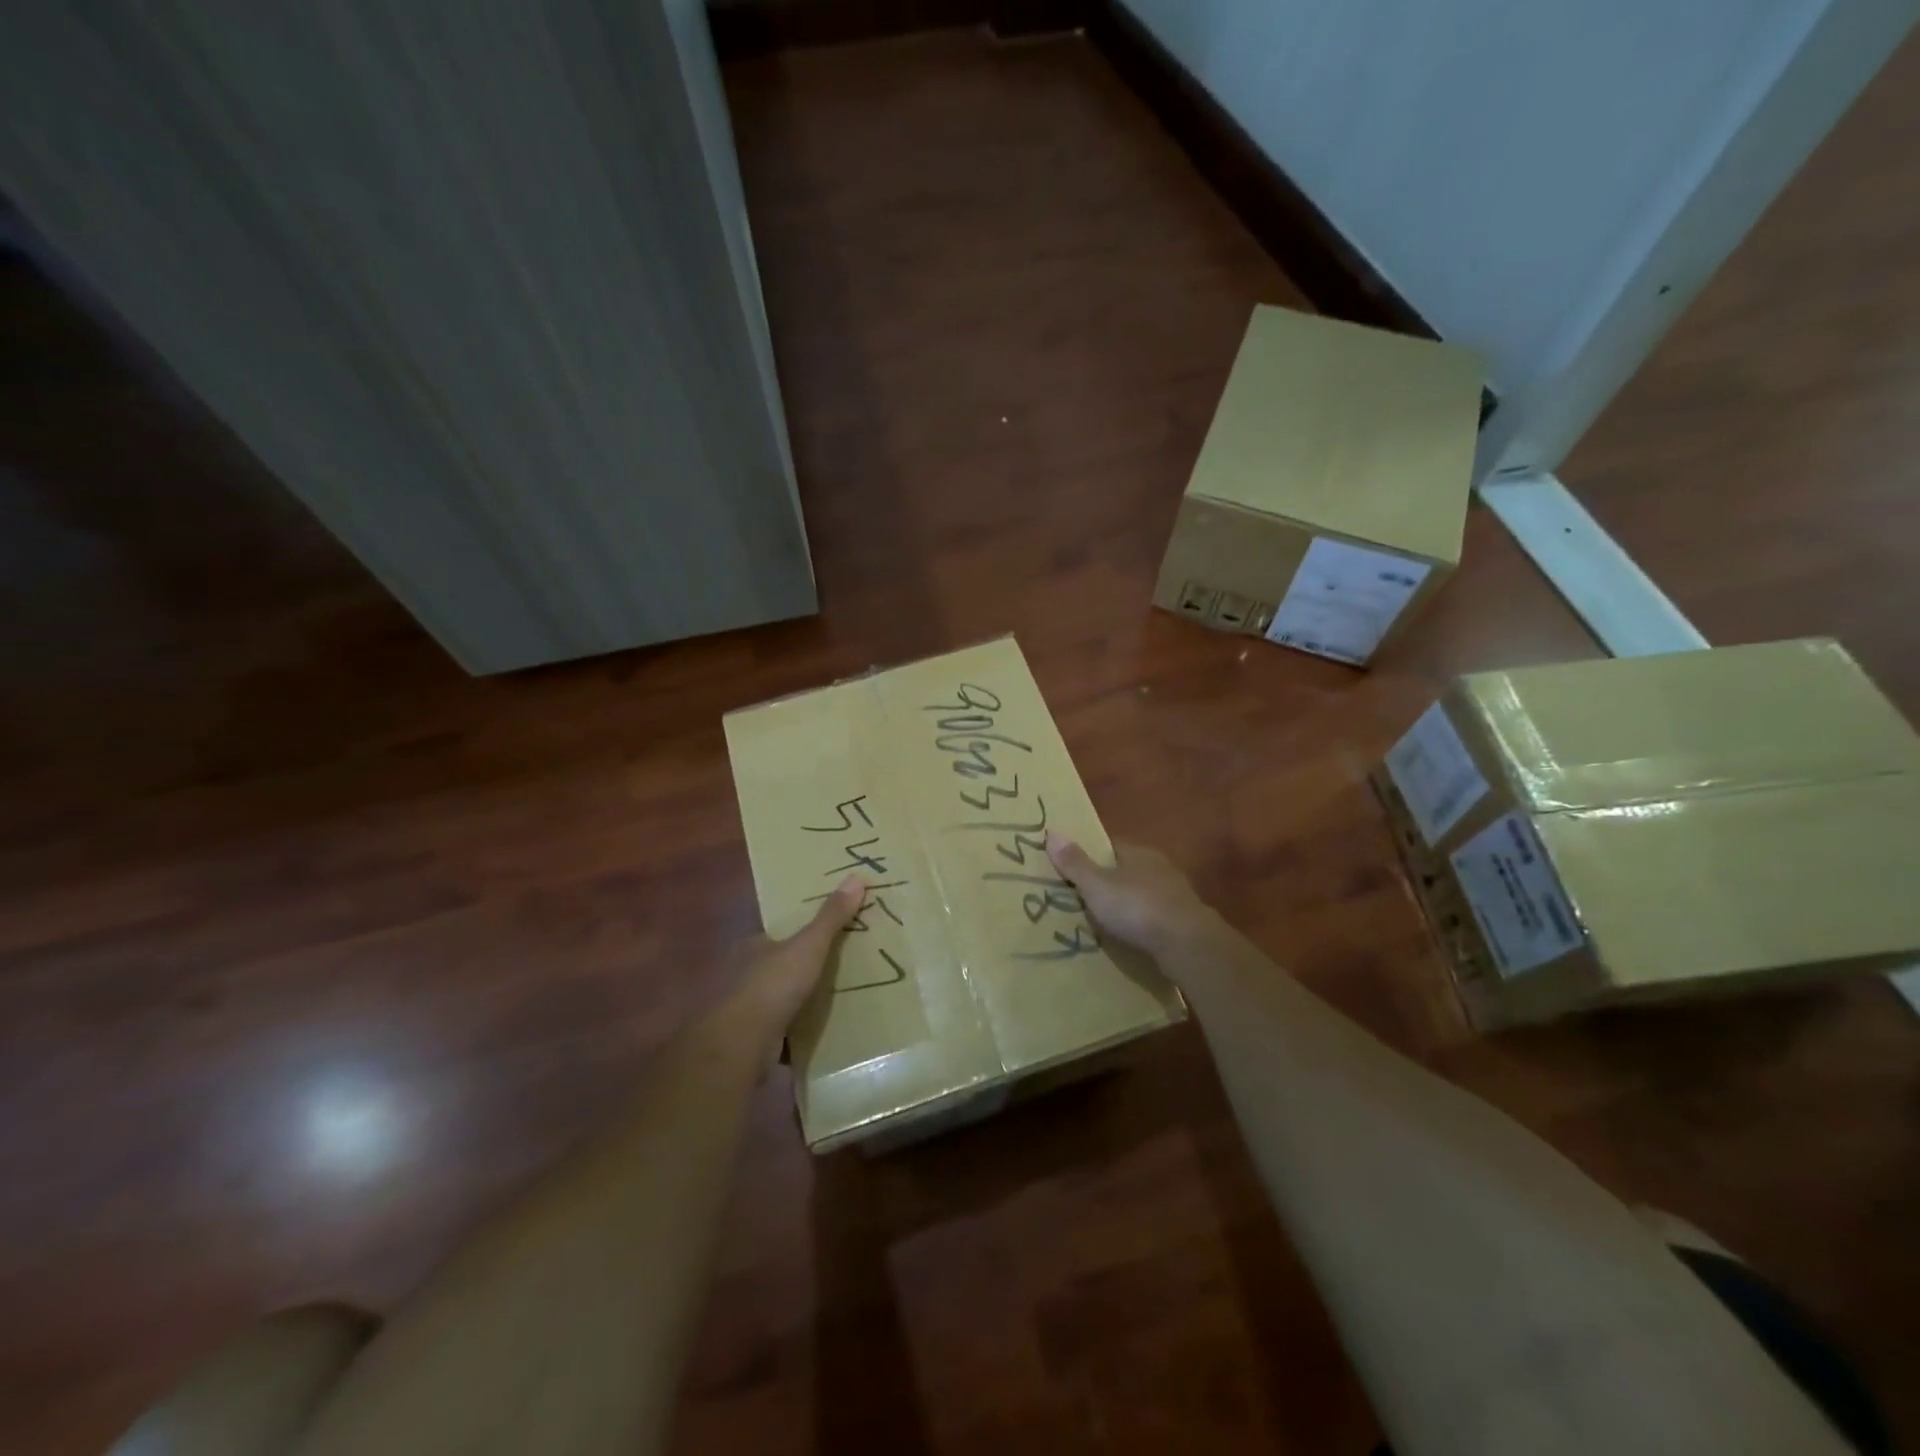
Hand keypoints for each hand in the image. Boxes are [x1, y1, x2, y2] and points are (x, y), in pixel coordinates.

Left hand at [731, 875, 864, 1039]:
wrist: (740, 1044)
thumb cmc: (772, 985)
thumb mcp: (809, 945)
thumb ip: (831, 916)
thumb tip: (857, 876)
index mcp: (751, 946)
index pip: (774, 933)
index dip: (796, 932)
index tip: (822, 934)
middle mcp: (742, 974)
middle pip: (775, 965)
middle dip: (798, 968)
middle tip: (835, 967)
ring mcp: (743, 1008)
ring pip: (775, 998)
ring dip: (796, 1001)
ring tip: (832, 1000)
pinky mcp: (749, 1039)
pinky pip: (778, 1030)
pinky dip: (793, 1031)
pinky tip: (816, 1033)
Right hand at [1045, 834, 1214, 955]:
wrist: (1187, 944)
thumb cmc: (1137, 907)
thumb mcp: (1097, 885)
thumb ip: (1075, 863)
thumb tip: (1051, 831)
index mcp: (1138, 853)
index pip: (1110, 846)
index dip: (1091, 855)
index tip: (1072, 867)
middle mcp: (1160, 868)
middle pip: (1127, 870)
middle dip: (1108, 881)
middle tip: (1082, 896)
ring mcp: (1175, 895)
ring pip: (1142, 894)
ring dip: (1126, 904)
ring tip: (1103, 920)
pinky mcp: (1184, 922)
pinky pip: (1154, 917)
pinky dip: (1140, 924)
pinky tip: (1129, 937)